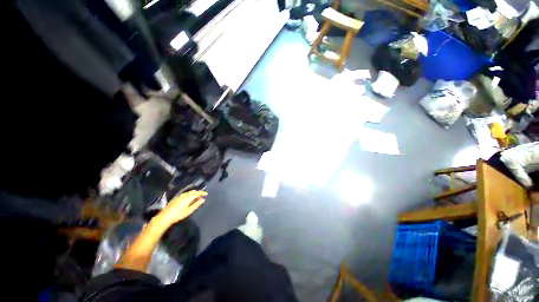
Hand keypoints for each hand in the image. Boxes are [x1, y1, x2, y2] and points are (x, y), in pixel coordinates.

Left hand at [155, 190, 206, 225]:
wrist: (165, 216)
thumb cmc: (179, 214)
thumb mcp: (189, 210)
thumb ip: (197, 204)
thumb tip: (203, 199)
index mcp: (189, 197)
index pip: (197, 193)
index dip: (202, 193)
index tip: (206, 194)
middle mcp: (185, 195)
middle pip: (193, 192)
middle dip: (198, 193)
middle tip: (201, 197)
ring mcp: (180, 196)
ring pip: (189, 192)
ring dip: (193, 194)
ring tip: (196, 198)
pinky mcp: (176, 198)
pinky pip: (185, 194)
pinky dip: (189, 195)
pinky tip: (188, 199)